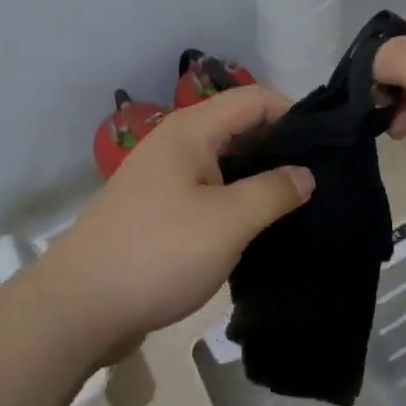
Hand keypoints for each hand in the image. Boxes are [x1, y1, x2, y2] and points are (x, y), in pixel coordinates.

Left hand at [44, 85, 312, 357]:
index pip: (254, 98)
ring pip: (223, 162)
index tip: (326, 146)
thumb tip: (306, 174)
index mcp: (192, 130)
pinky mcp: (156, 210)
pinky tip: (254, 227)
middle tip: (317, 178)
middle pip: (238, 127)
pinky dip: (233, 200)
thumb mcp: (229, 222)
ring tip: (294, 203)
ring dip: (256, 177)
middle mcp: (176, 143)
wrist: (79, 306)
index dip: (292, 113)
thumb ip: (273, 192)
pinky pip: (206, 191)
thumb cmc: (159, 252)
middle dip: (278, 147)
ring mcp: (163, 177)